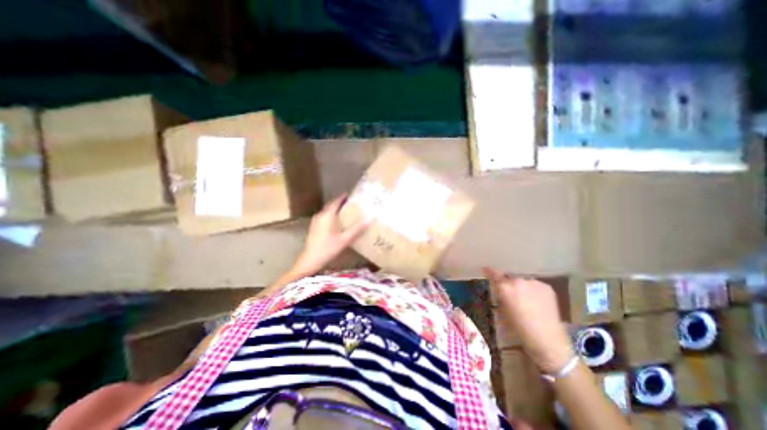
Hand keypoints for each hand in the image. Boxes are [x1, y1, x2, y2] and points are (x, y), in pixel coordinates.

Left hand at [290, 195, 367, 274]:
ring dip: (335, 208)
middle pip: (331, 205)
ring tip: (346, 210)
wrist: (310, 260)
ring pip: (327, 211)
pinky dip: (331, 215)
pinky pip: (324, 216)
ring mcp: (315, 221)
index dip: (343, 197)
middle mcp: (320, 215)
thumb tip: (370, 218)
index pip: (336, 201)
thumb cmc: (328, 248)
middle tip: (351, 202)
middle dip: (340, 202)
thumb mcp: (345, 239)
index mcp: (327, 216)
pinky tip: (337, 221)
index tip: (351, 194)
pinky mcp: (314, 227)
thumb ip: (357, 229)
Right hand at [481, 268, 570, 374]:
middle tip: (512, 293)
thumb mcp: (503, 310)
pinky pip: (535, 285)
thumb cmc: (519, 328)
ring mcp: (534, 282)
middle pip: (510, 277)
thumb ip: (501, 295)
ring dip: (522, 286)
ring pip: (524, 280)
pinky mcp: (546, 286)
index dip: (489, 271)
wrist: (547, 338)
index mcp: (505, 287)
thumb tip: (500, 289)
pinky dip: (534, 290)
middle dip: (509, 282)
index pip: (494, 273)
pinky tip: (537, 301)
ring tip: (526, 298)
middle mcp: (518, 281)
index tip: (486, 269)